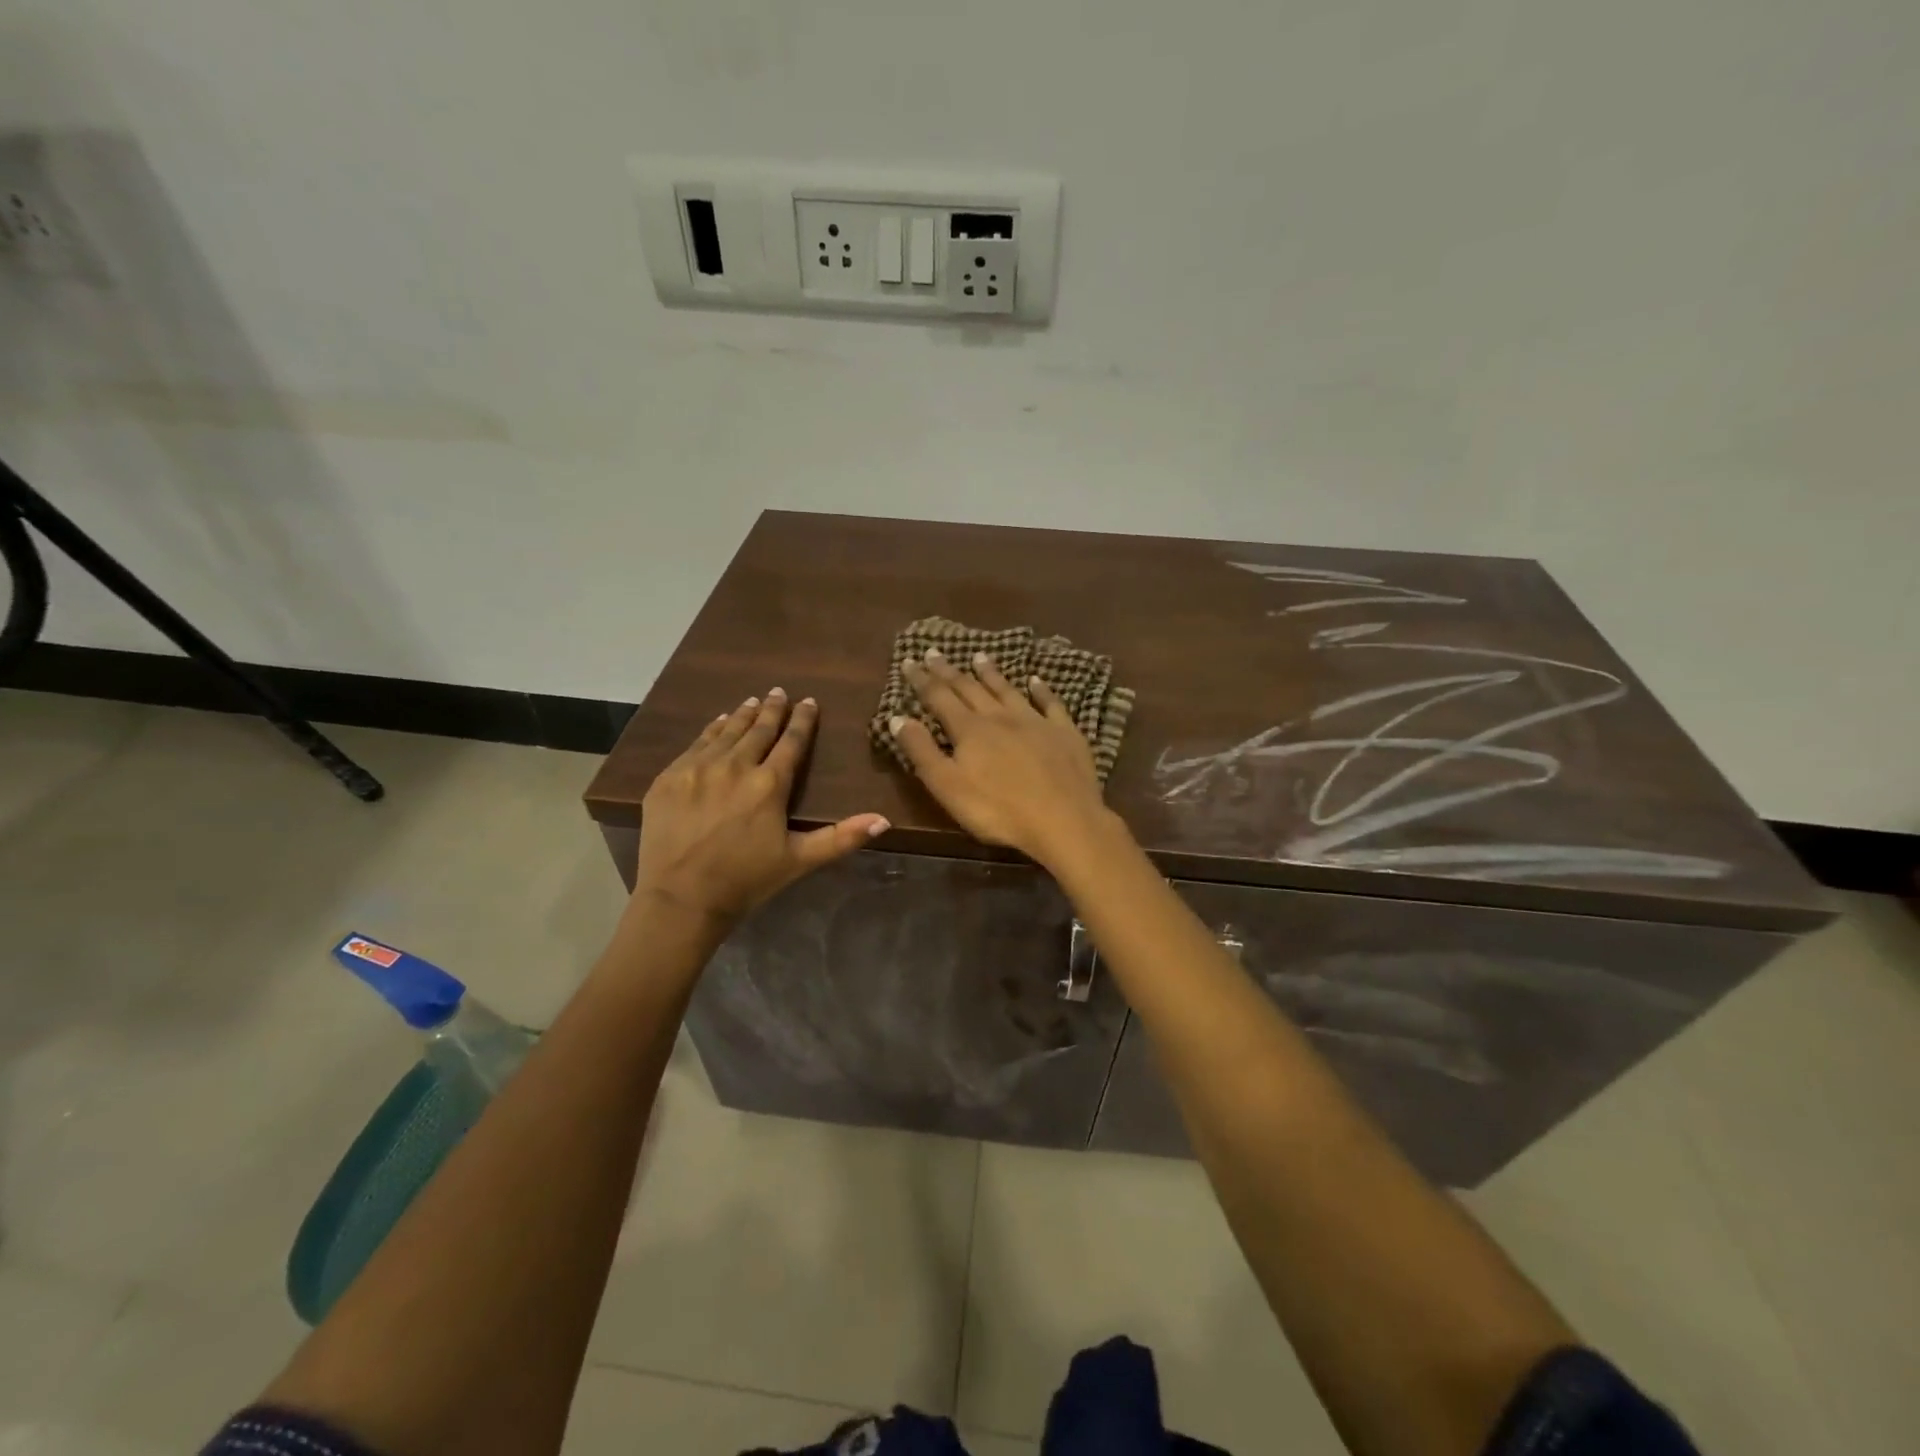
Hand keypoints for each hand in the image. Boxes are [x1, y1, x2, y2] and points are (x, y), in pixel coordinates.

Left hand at [633, 689, 888, 925]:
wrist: (680, 898)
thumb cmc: (747, 880)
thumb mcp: (800, 860)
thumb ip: (843, 837)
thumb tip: (884, 820)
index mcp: (769, 784)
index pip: (791, 742)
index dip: (802, 721)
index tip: (808, 702)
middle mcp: (734, 767)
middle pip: (758, 730)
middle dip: (772, 709)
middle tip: (780, 691)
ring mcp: (697, 769)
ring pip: (726, 732)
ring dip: (743, 715)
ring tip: (753, 701)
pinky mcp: (669, 777)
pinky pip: (695, 744)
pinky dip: (711, 730)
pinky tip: (719, 723)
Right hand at [890, 649, 1117, 866]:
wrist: (1063, 820)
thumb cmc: (998, 810)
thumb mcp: (948, 786)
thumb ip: (922, 751)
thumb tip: (898, 717)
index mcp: (970, 730)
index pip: (939, 697)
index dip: (922, 679)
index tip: (910, 660)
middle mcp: (1000, 717)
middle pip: (970, 688)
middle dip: (949, 670)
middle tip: (935, 652)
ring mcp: (1036, 721)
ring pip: (1008, 690)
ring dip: (991, 673)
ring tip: (979, 656)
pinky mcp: (1065, 732)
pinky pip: (1051, 703)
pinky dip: (1041, 690)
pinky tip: (1036, 680)